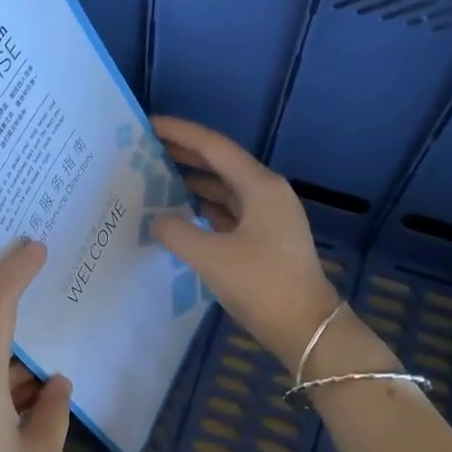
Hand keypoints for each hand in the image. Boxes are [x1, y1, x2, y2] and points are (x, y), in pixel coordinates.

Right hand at [150, 115, 393, 373]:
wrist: (304, 327)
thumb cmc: (260, 284)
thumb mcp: (210, 256)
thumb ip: (175, 231)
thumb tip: (157, 220)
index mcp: (259, 186)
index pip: (213, 147)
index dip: (180, 133)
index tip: (149, 124)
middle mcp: (266, 193)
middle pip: (220, 163)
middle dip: (185, 153)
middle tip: (147, 146)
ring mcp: (268, 216)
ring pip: (225, 188)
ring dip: (194, 180)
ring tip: (157, 176)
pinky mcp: (265, 238)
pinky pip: (229, 210)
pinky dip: (204, 206)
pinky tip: (181, 211)